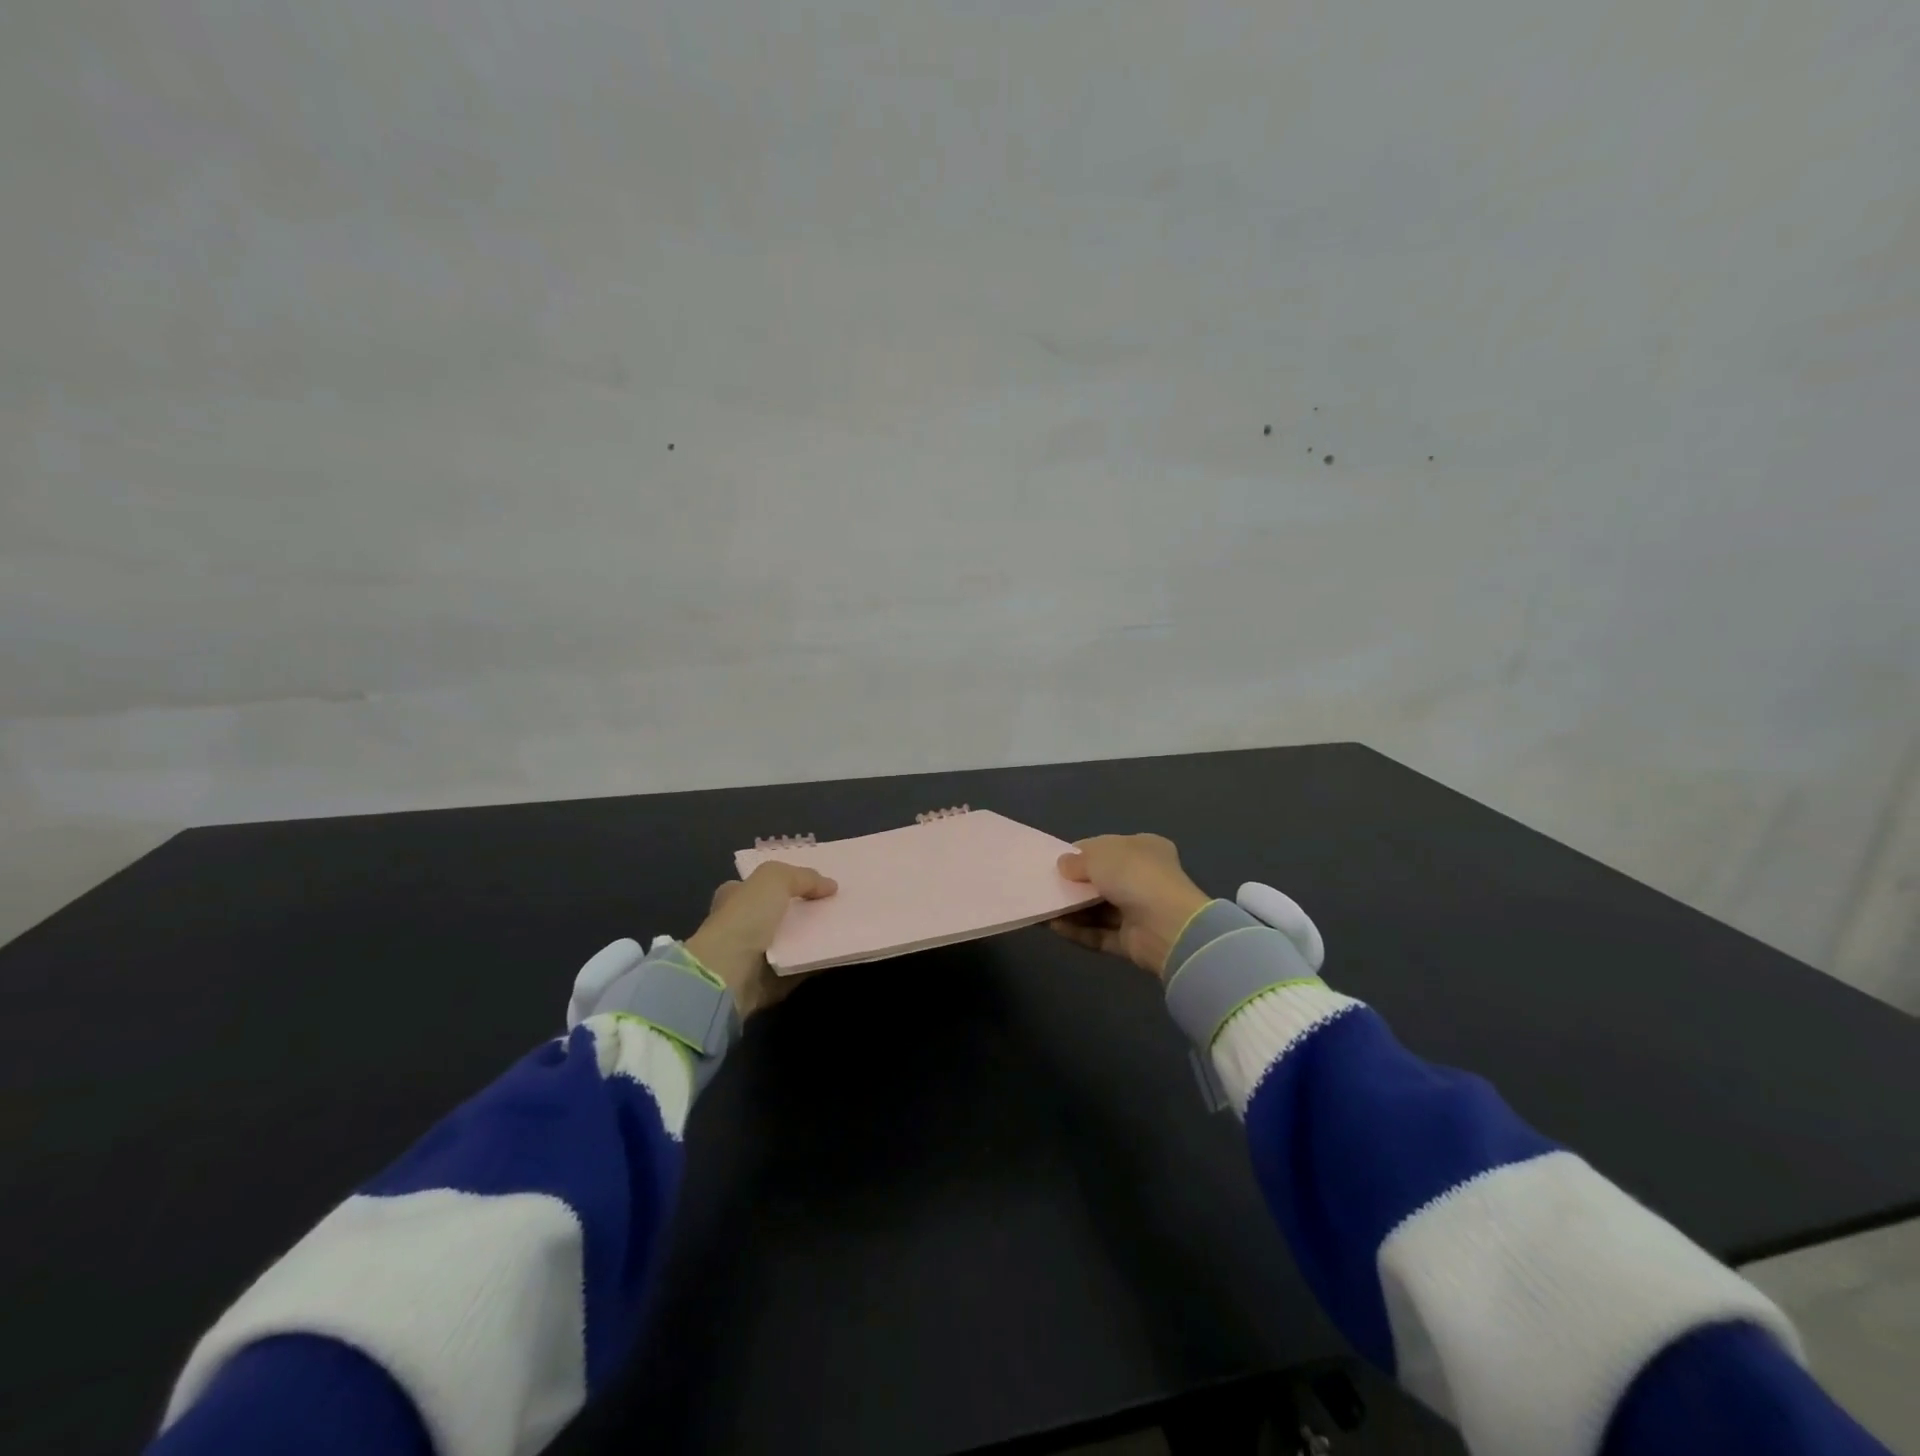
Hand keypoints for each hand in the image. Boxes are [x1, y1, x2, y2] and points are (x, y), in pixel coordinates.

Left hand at [684, 862, 836, 1018]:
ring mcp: (754, 955)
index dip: (787, 882)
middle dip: (806, 909)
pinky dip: (816, 961)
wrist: (727, 975)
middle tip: (837, 904)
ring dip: (814, 936)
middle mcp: (742, 924)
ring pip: (792, 940)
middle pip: (781, 913)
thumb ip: (803, 877)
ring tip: (845, 926)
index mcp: (735, 897)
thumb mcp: (774, 880)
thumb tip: (831, 886)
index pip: (761, 885)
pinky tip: (837, 951)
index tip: (818, 883)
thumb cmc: (745, 919)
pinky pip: (800, 967)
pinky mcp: (768, 981)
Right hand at [1051, 833, 1211, 978]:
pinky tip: (1053, 927)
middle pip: (1101, 881)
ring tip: (1042, 909)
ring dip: (1071, 910)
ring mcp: (1138, 911)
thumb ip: (1077, 861)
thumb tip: (1063, 865)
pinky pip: (1098, 933)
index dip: (1081, 854)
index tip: (1055, 863)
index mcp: (1144, 849)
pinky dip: (1077, 930)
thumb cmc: (1134, 876)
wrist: (1167, 925)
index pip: (1106, 848)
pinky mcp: (1131, 941)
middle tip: (1045, 887)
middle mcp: (1143, 878)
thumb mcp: (1099, 856)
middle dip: (1074, 885)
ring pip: (1097, 909)